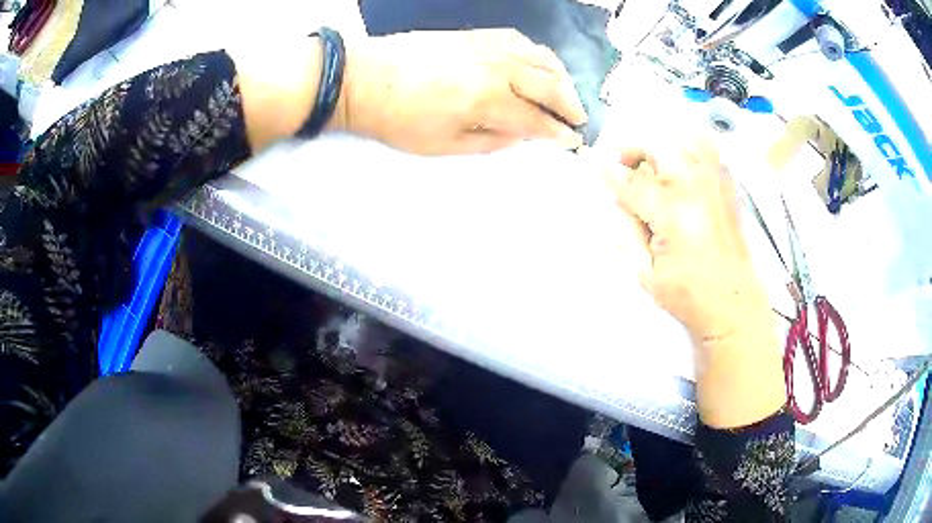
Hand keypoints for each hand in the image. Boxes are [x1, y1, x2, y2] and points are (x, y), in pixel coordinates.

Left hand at [339, 29, 587, 154]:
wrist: (364, 79)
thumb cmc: (398, 120)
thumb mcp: (442, 146)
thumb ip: (489, 141)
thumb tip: (520, 136)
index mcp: (487, 101)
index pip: (537, 120)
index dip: (559, 133)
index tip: (574, 142)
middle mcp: (497, 69)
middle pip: (548, 84)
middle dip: (570, 104)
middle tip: (579, 118)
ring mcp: (487, 46)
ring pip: (540, 56)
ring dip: (561, 75)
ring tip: (566, 90)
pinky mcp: (475, 33)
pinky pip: (519, 39)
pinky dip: (537, 53)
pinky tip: (538, 62)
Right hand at [605, 140, 785, 427]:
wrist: (733, 303)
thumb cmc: (687, 294)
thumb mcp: (645, 272)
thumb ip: (626, 230)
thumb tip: (615, 197)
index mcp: (672, 213)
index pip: (632, 182)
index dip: (609, 173)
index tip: (593, 164)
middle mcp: (696, 187)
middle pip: (659, 144)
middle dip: (634, 148)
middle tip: (623, 165)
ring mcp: (716, 183)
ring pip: (686, 137)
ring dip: (664, 144)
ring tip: (654, 161)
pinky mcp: (728, 187)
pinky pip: (709, 149)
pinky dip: (689, 148)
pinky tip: (681, 167)